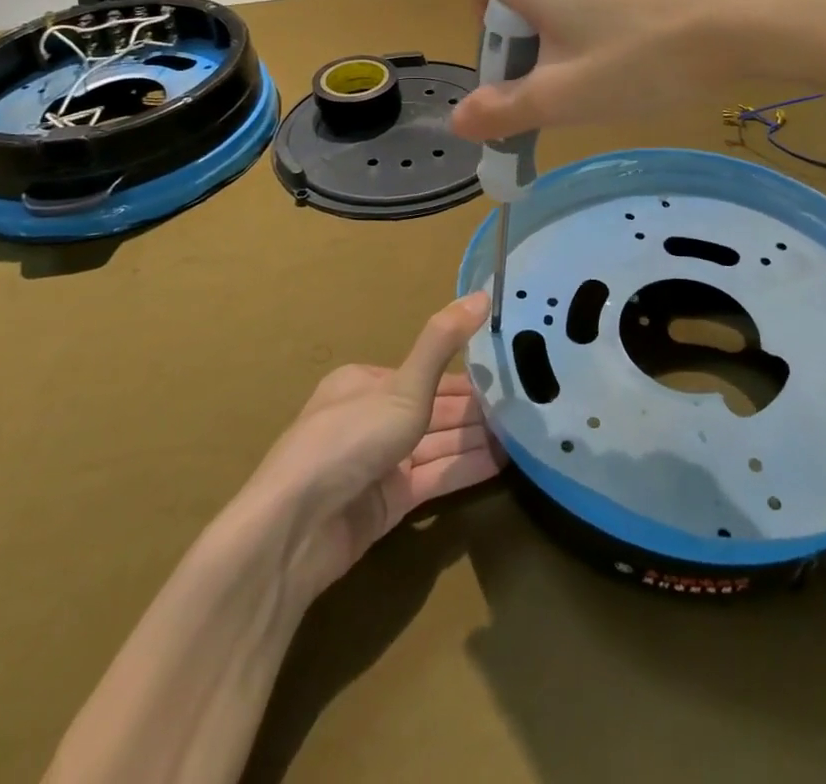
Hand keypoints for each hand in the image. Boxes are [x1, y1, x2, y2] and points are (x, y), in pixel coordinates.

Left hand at [245, 293, 500, 609]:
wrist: (295, 530)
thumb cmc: (350, 440)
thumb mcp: (404, 386)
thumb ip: (443, 342)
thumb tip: (482, 294)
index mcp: (366, 383)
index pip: (427, 374)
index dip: (468, 377)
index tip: (509, 377)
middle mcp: (371, 418)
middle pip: (435, 411)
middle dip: (477, 412)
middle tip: (529, 408)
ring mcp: (378, 463)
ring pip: (438, 445)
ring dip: (477, 440)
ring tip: (526, 436)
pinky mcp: (386, 503)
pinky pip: (434, 478)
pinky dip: (465, 469)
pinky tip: (503, 464)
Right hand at [453, 0, 825, 141]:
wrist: (752, 11)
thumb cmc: (644, 55)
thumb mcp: (564, 97)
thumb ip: (502, 111)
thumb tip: (460, 120)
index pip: (478, 11)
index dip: (499, 60)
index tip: (538, 91)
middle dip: (535, 45)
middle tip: (576, 84)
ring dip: (571, 31)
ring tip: (615, 65)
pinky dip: (606, 12)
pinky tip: (646, 40)